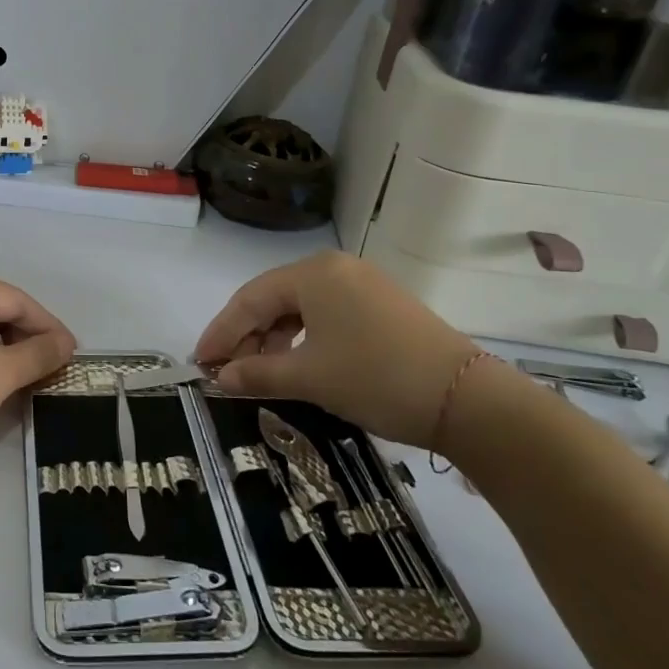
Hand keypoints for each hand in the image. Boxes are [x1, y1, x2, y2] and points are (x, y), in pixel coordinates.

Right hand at [193, 251, 479, 448]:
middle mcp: (334, 268)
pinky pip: (325, 314)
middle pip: (273, 299)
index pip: (249, 299)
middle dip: (246, 336)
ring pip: (299, 307)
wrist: (468, 400)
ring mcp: (361, 284)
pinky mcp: (381, 304)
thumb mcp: (310, 378)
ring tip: (257, 372)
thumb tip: (221, 377)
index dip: (221, 332)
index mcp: (313, 273)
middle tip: (225, 371)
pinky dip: (302, 338)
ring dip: (273, 339)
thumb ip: (257, 373)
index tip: (199, 362)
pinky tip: (295, 363)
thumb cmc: (376, 378)